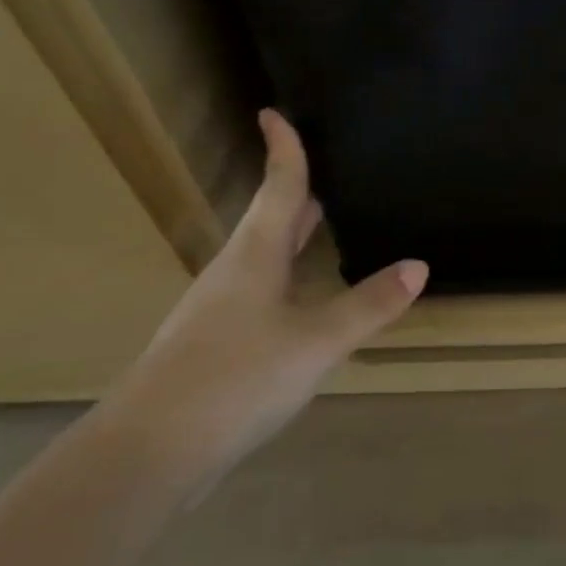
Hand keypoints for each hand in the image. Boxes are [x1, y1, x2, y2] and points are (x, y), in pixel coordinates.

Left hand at [98, 109, 426, 486]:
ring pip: (260, 258)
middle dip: (294, 193)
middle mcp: (232, 273)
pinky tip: (299, 303)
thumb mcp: (317, 341)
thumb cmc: (236, 378)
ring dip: (288, 237)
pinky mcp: (210, 346)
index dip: (283, 150)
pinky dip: (283, 278)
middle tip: (324, 172)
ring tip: (319, 229)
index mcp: (256, 256)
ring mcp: (216, 311)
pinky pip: (255, 293)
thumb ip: (369, 304)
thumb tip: (418, 265)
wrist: (146, 453)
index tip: (274, 112)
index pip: (278, 187)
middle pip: (268, 220)